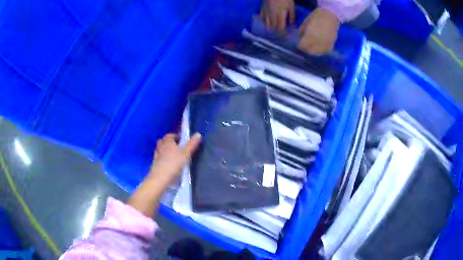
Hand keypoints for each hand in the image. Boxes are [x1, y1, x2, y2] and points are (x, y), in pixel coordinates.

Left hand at [148, 133, 201, 185]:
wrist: (160, 178)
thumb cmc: (173, 164)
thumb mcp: (186, 154)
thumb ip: (192, 144)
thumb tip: (198, 134)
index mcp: (167, 142)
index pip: (169, 135)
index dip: (175, 136)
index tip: (181, 140)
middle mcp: (160, 147)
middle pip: (163, 141)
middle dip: (168, 142)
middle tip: (177, 147)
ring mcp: (156, 156)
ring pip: (160, 150)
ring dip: (164, 150)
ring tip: (172, 155)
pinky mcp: (155, 165)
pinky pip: (159, 159)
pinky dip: (162, 159)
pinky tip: (168, 164)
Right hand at [260, 0, 294, 30]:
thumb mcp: (291, 6)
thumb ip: (291, 16)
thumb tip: (292, 24)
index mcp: (279, 15)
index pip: (280, 28)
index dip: (282, 32)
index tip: (285, 34)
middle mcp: (271, 16)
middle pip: (273, 28)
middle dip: (277, 31)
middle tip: (281, 33)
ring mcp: (265, 13)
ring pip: (267, 24)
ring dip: (271, 28)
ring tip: (274, 30)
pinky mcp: (262, 10)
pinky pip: (261, 19)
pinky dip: (264, 22)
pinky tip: (267, 23)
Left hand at [298, 7, 339, 53]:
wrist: (331, 15)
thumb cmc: (316, 16)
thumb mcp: (305, 23)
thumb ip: (301, 32)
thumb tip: (298, 39)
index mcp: (311, 35)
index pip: (302, 45)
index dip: (299, 45)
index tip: (297, 44)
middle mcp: (319, 42)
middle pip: (309, 51)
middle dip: (305, 49)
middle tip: (303, 46)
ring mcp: (326, 45)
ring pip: (317, 53)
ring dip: (312, 51)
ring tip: (309, 47)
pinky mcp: (331, 45)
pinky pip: (324, 52)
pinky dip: (319, 51)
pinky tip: (317, 48)